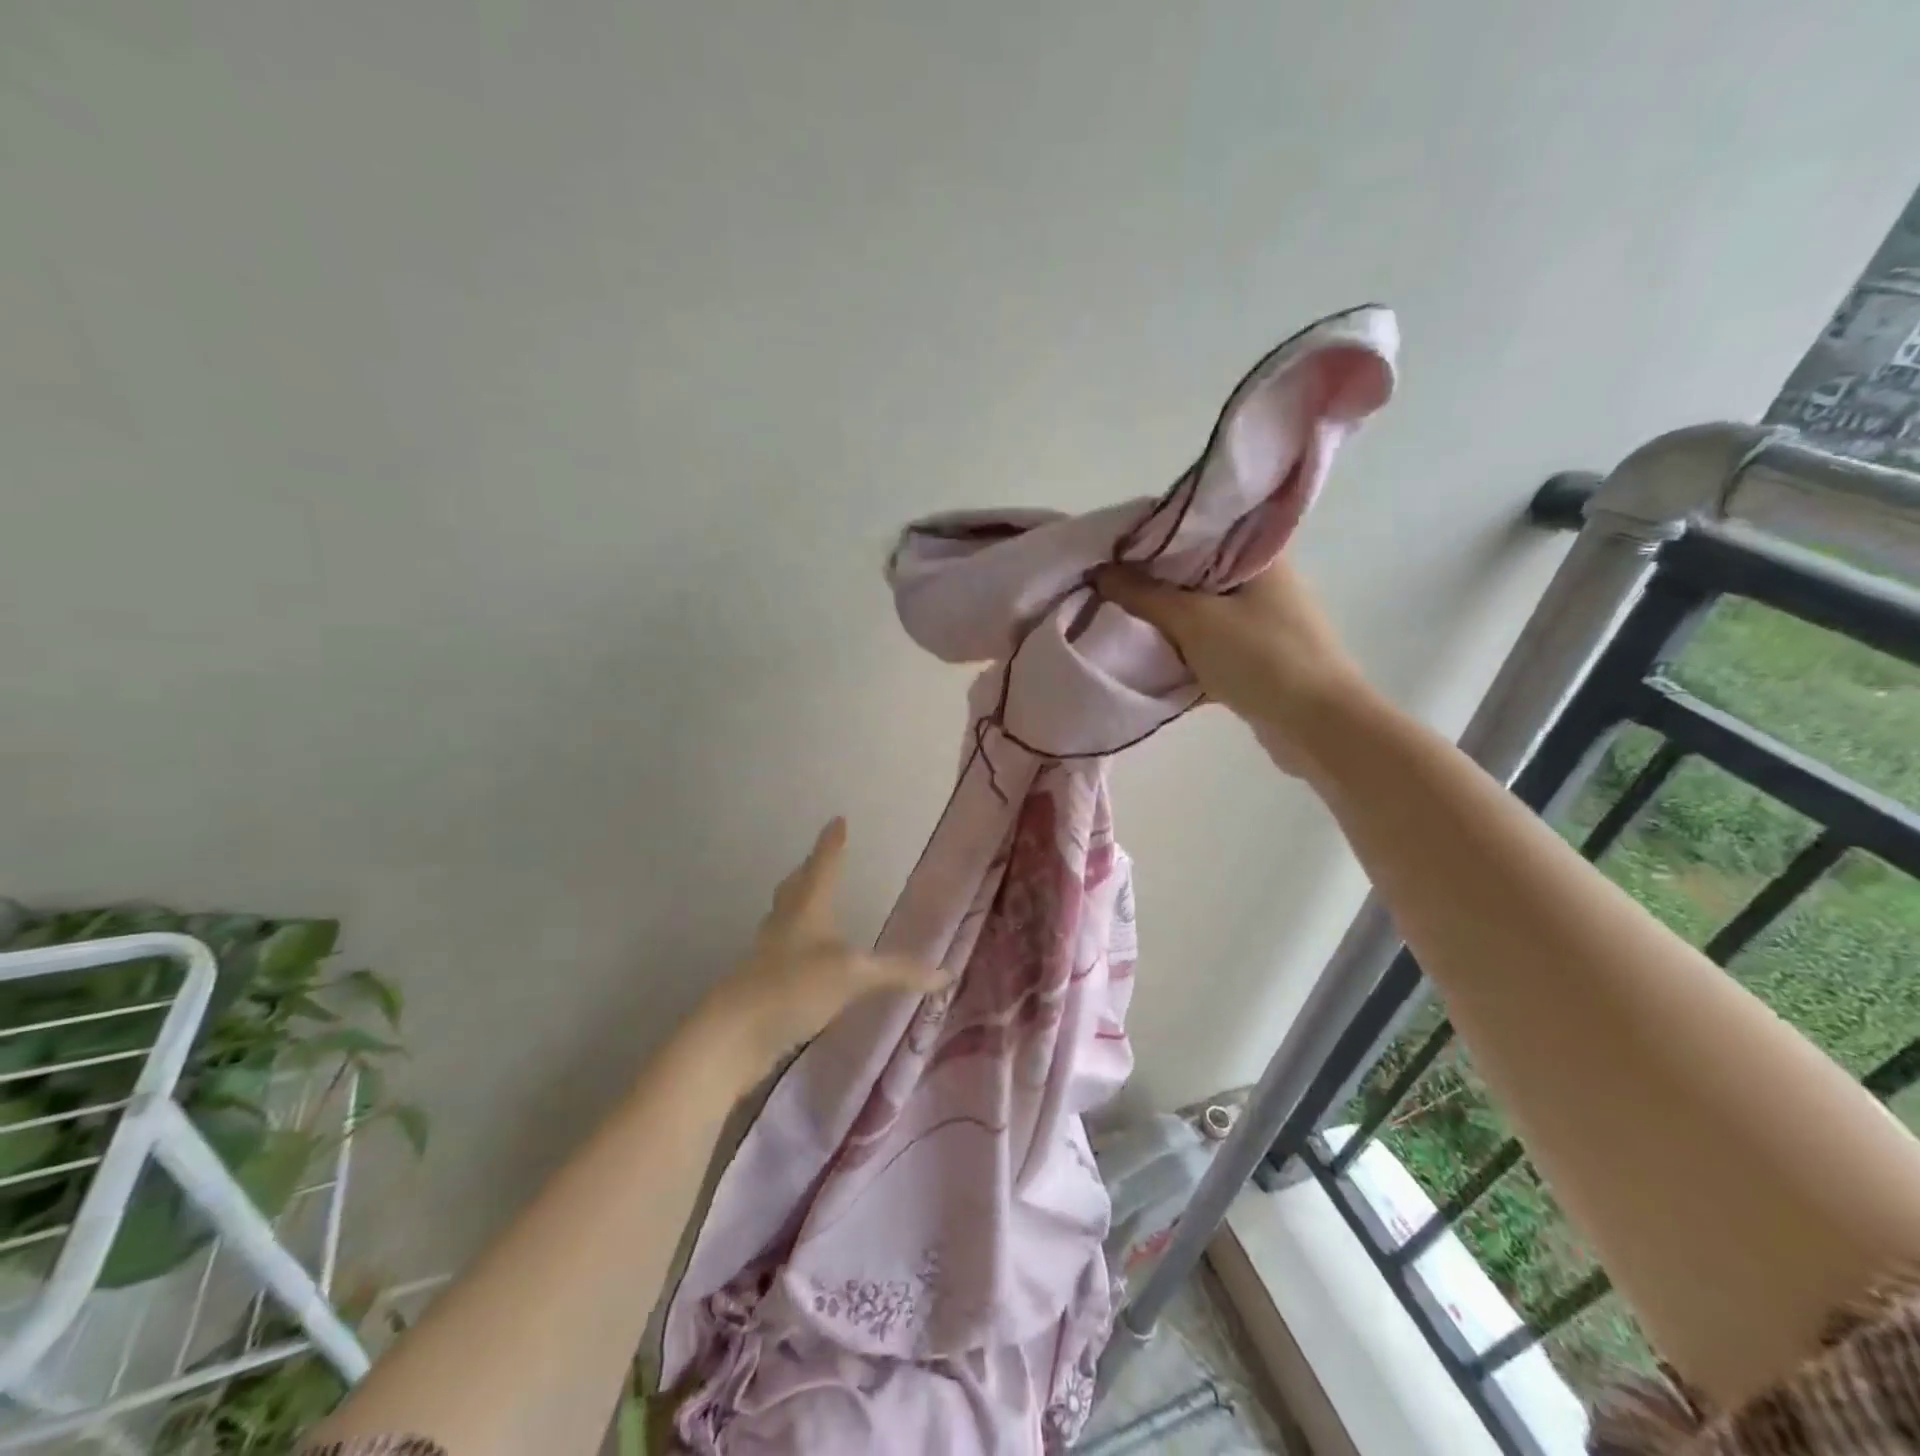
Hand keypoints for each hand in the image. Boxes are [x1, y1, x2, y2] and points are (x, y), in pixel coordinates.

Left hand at [702, 818, 944, 1068]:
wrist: (734, 1034)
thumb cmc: (796, 988)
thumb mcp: (856, 976)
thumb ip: (900, 973)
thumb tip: (946, 973)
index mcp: (808, 909)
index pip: (823, 866)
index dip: (832, 844)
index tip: (837, 820)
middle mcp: (785, 922)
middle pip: (796, 886)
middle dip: (810, 870)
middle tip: (820, 858)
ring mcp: (768, 952)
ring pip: (784, 915)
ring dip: (798, 903)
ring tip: (812, 901)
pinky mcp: (760, 982)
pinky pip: (781, 948)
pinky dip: (795, 941)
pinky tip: (805, 957)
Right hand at [1094, 559, 1371, 775]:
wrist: (1316, 726)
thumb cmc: (1261, 658)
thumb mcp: (1194, 620)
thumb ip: (1144, 595)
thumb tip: (1100, 572)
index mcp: (1259, 556)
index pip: (1201, 528)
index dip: (1156, 535)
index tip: (1115, 547)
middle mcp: (1264, 582)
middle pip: (1196, 571)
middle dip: (1153, 580)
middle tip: (1107, 582)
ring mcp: (1262, 622)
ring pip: (1199, 610)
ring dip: (1165, 618)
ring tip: (1118, 615)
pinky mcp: (1255, 658)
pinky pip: (1207, 644)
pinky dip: (1181, 649)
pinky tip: (1147, 654)